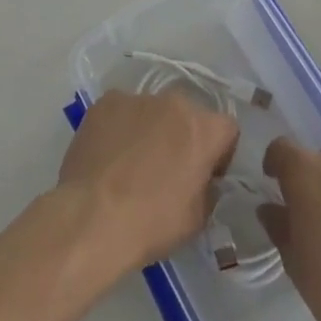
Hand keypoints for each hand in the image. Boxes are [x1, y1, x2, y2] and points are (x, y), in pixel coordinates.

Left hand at [57, 90, 238, 270]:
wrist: (93, 216)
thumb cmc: (152, 222)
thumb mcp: (198, 217)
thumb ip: (207, 186)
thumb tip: (201, 178)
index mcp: (203, 129)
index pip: (226, 129)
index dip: (220, 153)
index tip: (206, 175)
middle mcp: (174, 102)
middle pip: (187, 115)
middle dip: (183, 137)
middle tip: (167, 169)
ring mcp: (136, 98)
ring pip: (153, 111)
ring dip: (151, 130)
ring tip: (131, 162)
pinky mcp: (106, 102)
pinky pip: (122, 111)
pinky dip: (120, 127)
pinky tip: (109, 154)